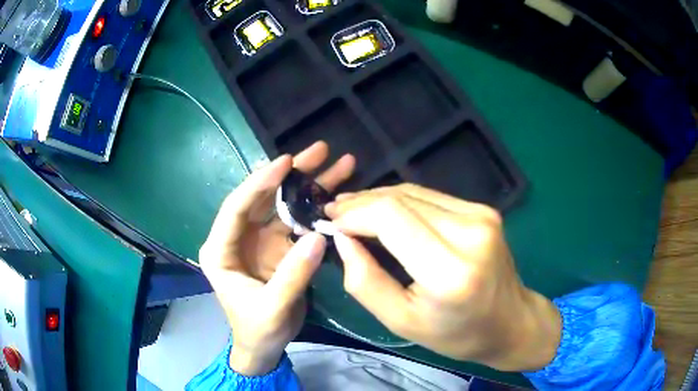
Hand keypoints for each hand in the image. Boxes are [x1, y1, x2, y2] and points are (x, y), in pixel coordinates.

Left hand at [199, 142, 354, 375]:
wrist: (263, 346)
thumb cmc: (257, 330)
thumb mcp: (272, 308)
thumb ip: (294, 274)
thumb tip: (320, 237)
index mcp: (220, 250)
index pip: (236, 208)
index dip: (260, 183)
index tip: (286, 161)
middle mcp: (238, 237)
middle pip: (263, 198)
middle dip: (291, 174)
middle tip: (320, 150)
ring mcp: (260, 241)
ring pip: (283, 205)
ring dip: (308, 185)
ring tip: (337, 163)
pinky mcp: (279, 247)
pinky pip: (297, 221)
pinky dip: (315, 208)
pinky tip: (336, 193)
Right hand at [325, 184, 560, 371]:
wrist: (510, 322)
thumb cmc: (456, 334)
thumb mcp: (401, 321)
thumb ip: (365, 281)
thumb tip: (342, 239)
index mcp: (450, 270)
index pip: (391, 217)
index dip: (354, 213)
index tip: (329, 221)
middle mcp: (470, 232)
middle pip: (401, 199)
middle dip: (361, 203)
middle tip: (334, 213)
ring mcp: (481, 216)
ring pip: (414, 192)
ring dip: (378, 199)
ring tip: (352, 210)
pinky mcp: (484, 210)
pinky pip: (431, 197)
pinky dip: (402, 201)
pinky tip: (384, 212)